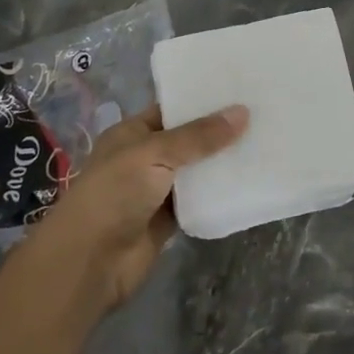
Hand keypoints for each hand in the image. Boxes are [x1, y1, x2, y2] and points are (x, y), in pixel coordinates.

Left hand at [28, 104, 247, 310]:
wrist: (88, 263)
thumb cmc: (114, 194)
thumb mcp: (155, 153)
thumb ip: (199, 136)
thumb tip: (243, 112)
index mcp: (132, 134)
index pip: (172, 110)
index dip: (203, 101)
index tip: (241, 90)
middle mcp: (144, 158)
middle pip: (188, 140)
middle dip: (219, 132)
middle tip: (263, 114)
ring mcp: (156, 190)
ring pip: (196, 171)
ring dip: (222, 163)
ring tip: (265, 143)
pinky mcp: (168, 220)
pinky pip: (198, 200)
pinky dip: (218, 193)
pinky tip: (249, 180)